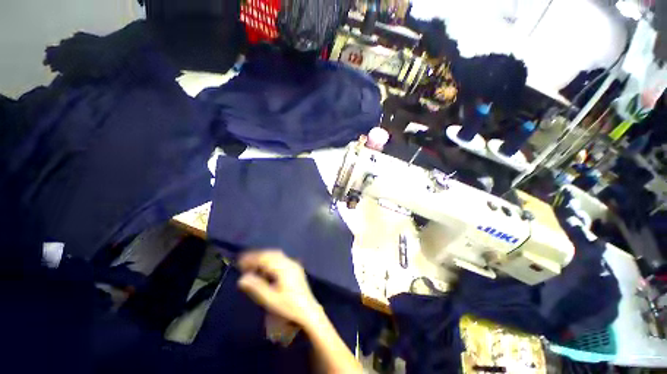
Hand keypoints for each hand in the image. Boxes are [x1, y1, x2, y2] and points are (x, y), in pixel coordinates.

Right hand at [237, 250, 323, 328]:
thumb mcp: (270, 299)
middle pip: (272, 254)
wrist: (308, 311)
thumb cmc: (289, 307)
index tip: (240, 262)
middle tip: (244, 263)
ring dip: (264, 258)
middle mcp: (290, 263)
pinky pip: (281, 260)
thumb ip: (256, 287)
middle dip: (258, 256)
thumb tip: (242, 278)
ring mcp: (294, 265)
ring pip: (277, 256)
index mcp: (284, 268)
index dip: (252, 258)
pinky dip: (271, 261)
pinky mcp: (296, 268)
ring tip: (252, 266)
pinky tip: (265, 270)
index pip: (266, 258)